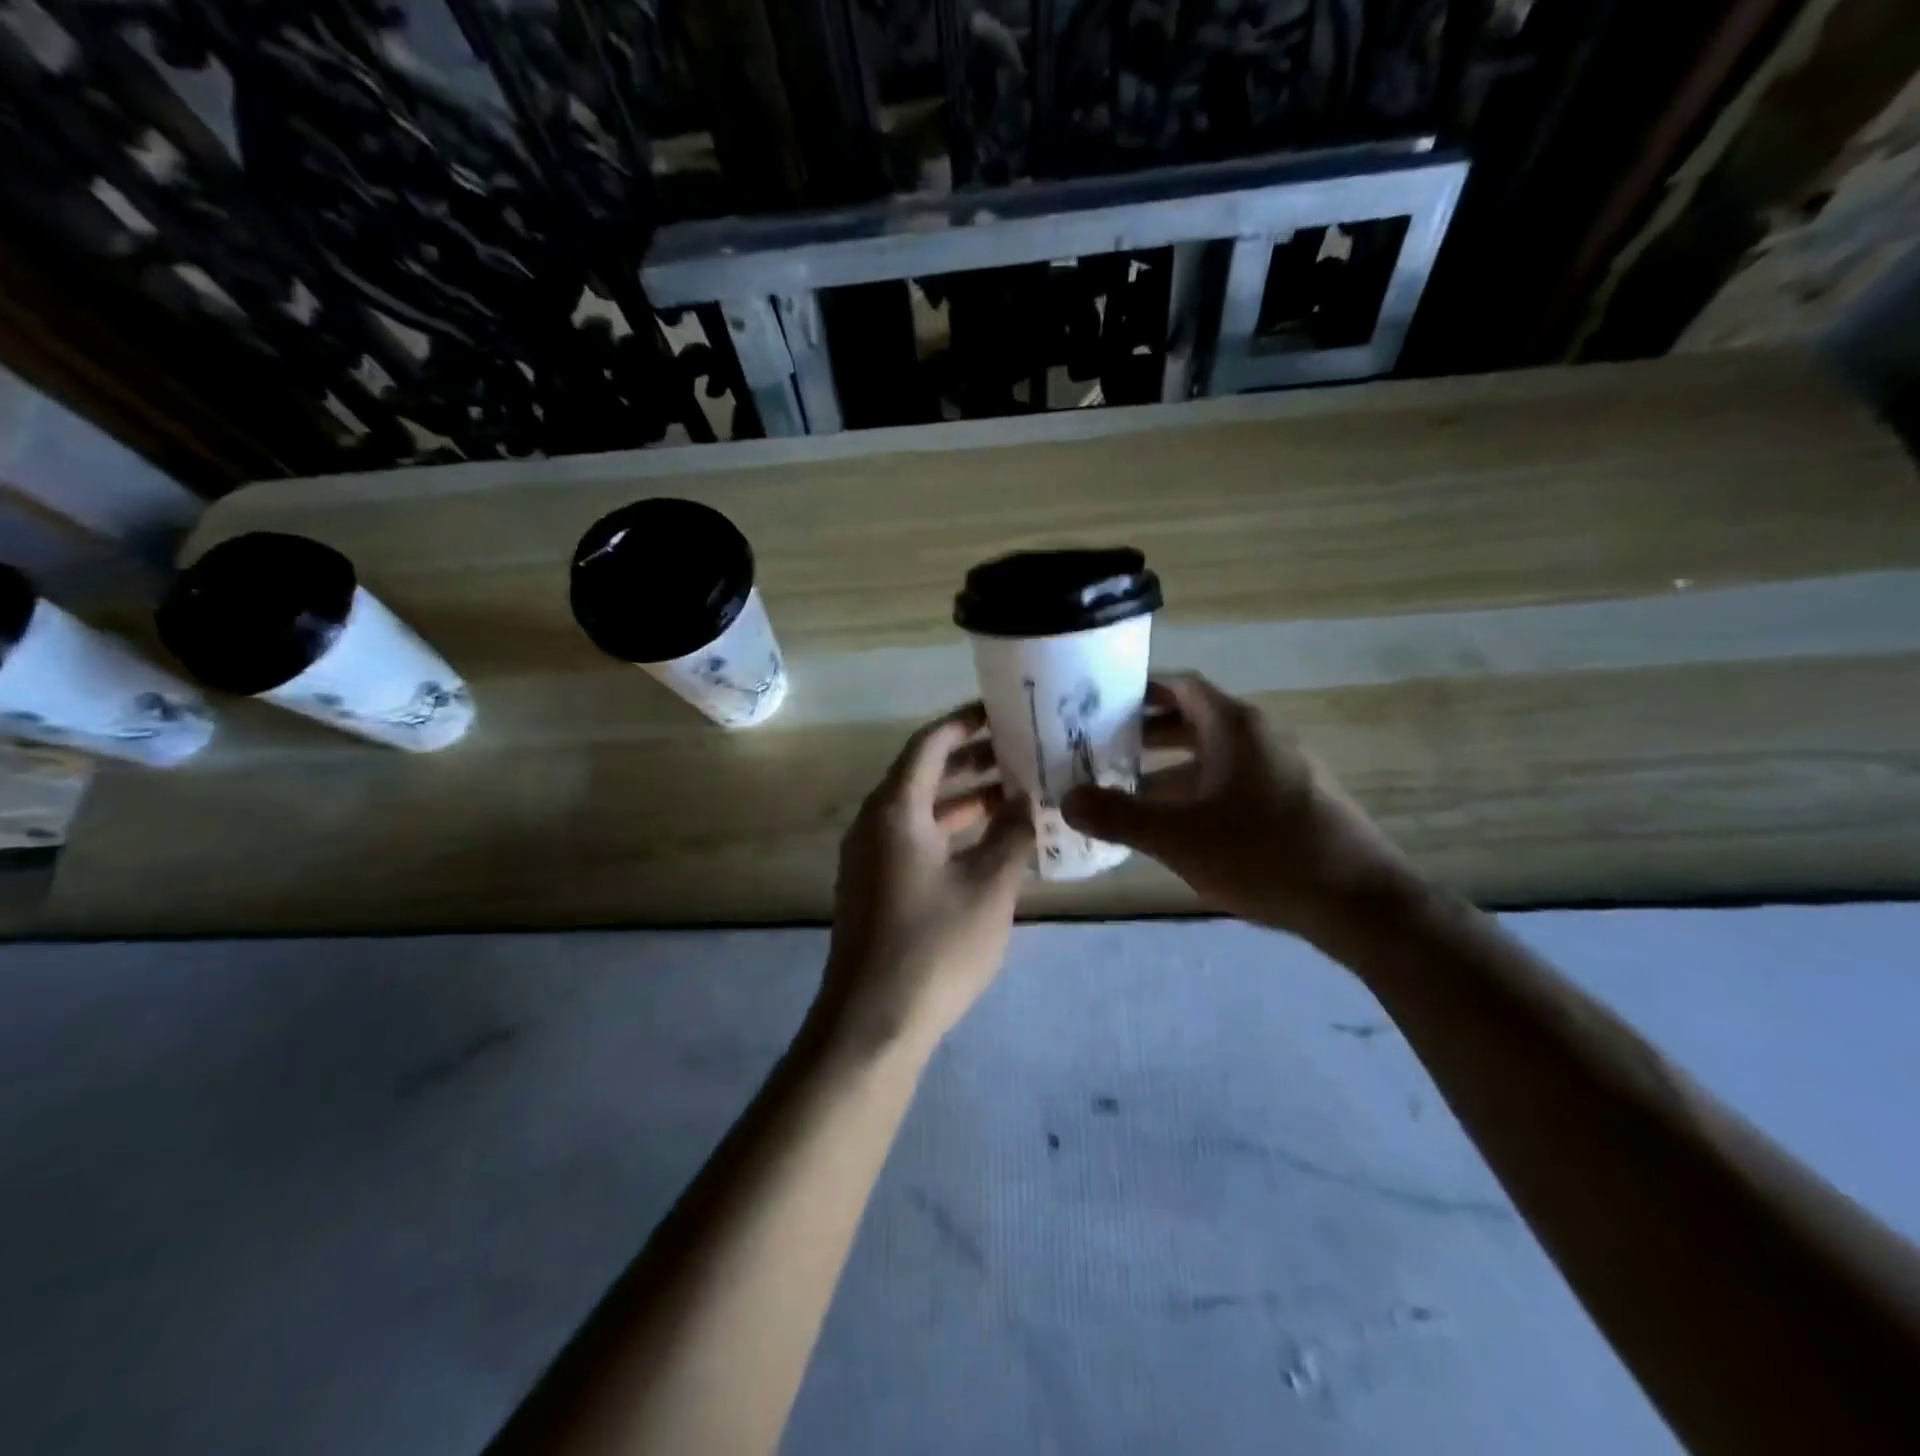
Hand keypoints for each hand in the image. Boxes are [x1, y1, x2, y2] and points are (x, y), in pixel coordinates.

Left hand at [819, 703, 1034, 1053]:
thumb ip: (1012, 836)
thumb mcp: (988, 887)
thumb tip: (1027, 800)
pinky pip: (914, 839)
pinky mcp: (875, 887)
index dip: (965, 723)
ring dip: (963, 798)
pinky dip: (950, 831)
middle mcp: (874, 824)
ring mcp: (871, 857)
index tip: (1002, 711)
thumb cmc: (934, 946)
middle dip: (971, 760)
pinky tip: (990, 843)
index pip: (929, 744)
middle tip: (1020, 750)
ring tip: (1015, 792)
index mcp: (895, 810)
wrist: (872, 1023)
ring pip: (920, 810)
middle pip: (923, 774)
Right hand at [1061, 674, 1414, 940]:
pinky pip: (1230, 783)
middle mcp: (1259, 737)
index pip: (1179, 686)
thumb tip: (1067, 800)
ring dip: (1167, 770)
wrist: (1361, 904)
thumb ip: (1119, 817)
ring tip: (1123, 792)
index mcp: (1235, 726)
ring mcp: (1279, 769)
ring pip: (1210, 757)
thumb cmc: (1266, 854)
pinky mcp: (1291, 802)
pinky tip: (1171, 827)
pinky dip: (1195, 793)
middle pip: (1191, 720)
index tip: (1097, 704)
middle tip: (1097, 749)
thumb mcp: (1180, 838)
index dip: (1138, 690)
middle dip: (1144, 734)